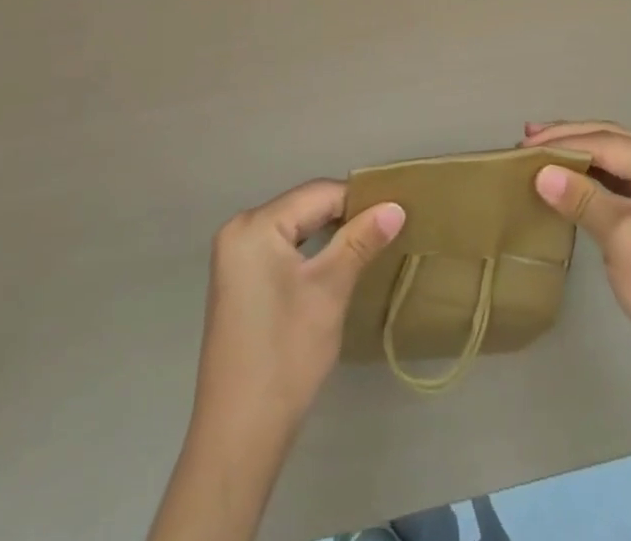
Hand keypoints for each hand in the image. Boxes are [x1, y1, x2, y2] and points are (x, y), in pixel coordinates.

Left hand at [192, 179, 405, 442]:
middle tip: (387, 229)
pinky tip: (334, 265)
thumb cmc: (286, 355)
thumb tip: (395, 206)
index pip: (318, 194)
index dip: (359, 201)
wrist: (239, 435)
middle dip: (344, 217)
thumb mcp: (330, 291)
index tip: (396, 212)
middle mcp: (239, 230)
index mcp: (255, 225)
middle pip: (304, 208)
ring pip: (294, 228)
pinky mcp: (237, 281)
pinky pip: (281, 249)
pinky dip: (309, 252)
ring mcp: (234, 257)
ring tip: (369, 245)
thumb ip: (361, 241)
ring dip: (329, 234)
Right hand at [523, 121, 630, 412]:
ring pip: (614, 162)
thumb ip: (581, 198)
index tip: (523, 146)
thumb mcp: (621, 237)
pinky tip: (566, 180)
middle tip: (527, 138)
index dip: (563, 142)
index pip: (608, 142)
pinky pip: (618, 185)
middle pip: (613, 142)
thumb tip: (540, 172)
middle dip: (569, 138)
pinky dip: (590, 180)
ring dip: (578, 156)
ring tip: (539, 151)